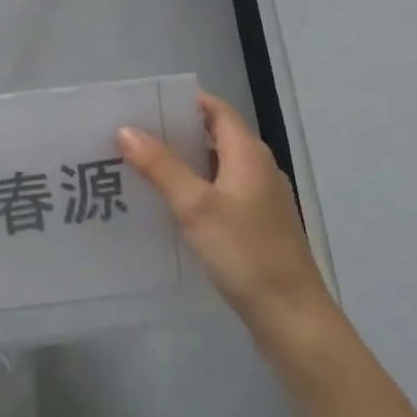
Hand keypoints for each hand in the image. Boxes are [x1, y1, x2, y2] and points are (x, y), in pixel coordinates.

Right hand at [118, 92, 334, 332]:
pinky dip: (195, 189)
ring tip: (141, 166)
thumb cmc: (244, 251)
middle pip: (215, 136)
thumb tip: (126, 130)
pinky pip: (221, 193)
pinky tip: (169, 205)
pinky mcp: (257, 225)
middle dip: (176, 132)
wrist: (290, 315)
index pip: (216, 110)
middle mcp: (258, 168)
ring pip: (216, 167)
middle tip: (133, 135)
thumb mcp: (195, 206)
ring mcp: (260, 199)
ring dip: (183, 163)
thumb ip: (160, 166)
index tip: (146, 104)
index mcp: (248, 153)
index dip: (185, 101)